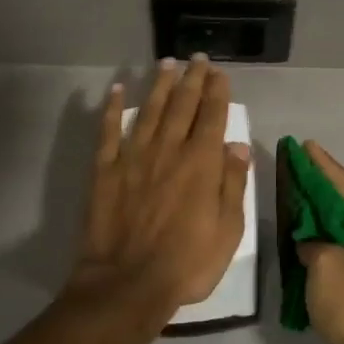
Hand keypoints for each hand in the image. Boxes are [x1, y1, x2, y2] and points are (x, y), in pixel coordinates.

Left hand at [69, 55, 250, 325]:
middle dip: (192, 78)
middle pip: (182, 105)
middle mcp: (168, 149)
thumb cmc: (186, 263)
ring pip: (150, 110)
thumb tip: (237, 146)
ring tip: (167, 62)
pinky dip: (113, 108)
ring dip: (160, 84)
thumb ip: (232, 184)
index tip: (219, 72)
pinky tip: (118, 89)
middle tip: (197, 58)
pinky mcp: (106, 170)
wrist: (127, 285)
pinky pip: (109, 131)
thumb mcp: (228, 230)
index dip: (216, 91)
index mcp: (200, 163)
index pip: (211, 116)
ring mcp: (134, 157)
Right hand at [295, 142, 343, 343]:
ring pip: (339, 226)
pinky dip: (319, 238)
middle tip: (294, 165)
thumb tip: (310, 246)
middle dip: (317, 185)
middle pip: (342, 202)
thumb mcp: (325, 265)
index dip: (322, 164)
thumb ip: (311, 243)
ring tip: (293, 193)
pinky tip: (300, 233)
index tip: (305, 144)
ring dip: (316, 212)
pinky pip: (337, 247)